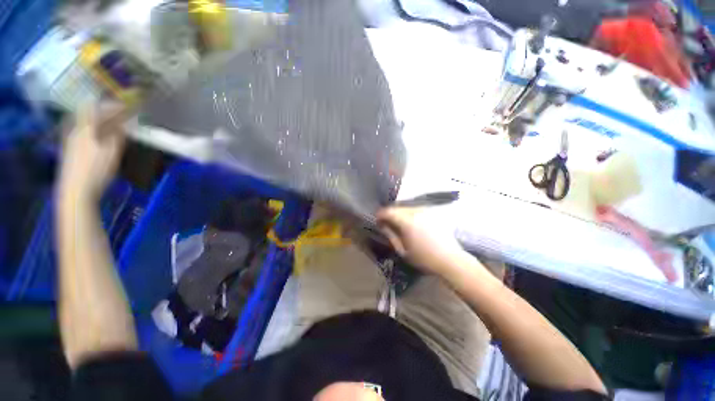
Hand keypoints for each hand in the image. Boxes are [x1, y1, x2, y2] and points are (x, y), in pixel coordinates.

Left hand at [59, 102, 128, 201]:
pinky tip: (100, 139)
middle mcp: (75, 131)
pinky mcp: (70, 152)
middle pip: (88, 115)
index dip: (111, 105)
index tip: (126, 107)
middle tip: (120, 116)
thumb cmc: (95, 171)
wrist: (75, 191)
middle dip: (105, 113)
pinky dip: (93, 131)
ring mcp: (71, 141)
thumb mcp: (111, 153)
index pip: (96, 108)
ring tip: (112, 127)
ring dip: (99, 122)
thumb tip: (122, 125)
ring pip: (85, 124)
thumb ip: (116, 136)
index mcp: (85, 129)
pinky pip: (83, 133)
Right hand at [376, 206, 467, 275]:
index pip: (388, 211)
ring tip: (399, 223)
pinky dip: (409, 214)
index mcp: (407, 221)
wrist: (449, 259)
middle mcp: (416, 211)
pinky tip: (411, 223)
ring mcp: (425, 210)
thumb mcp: (402, 250)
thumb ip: (390, 235)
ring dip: (400, 213)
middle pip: (397, 207)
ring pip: (407, 207)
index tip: (377, 221)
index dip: (380, 215)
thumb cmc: (424, 258)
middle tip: (387, 223)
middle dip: (390, 214)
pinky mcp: (432, 213)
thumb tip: (382, 225)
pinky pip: (416, 209)